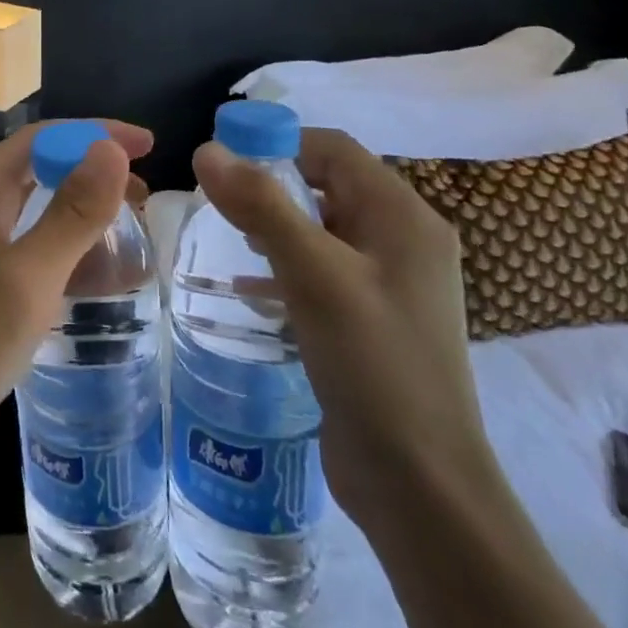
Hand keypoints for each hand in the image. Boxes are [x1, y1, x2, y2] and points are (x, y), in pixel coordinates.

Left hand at [0, 121, 153, 500]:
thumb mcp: (27, 278)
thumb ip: (72, 213)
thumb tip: (111, 148)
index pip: (41, 138)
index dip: (95, 133)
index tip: (148, 144)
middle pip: (39, 169)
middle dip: (92, 171)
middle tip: (146, 192)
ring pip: (37, 211)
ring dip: (83, 212)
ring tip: (134, 228)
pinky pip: (33, 251)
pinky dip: (68, 252)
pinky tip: (103, 275)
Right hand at [191, 128, 495, 531]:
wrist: (421, 485)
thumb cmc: (373, 363)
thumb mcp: (313, 274)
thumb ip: (261, 204)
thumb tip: (206, 149)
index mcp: (403, 217)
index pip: (333, 149)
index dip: (276, 142)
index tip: (223, 159)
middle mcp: (403, 240)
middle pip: (328, 184)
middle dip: (272, 185)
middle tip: (220, 201)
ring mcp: (390, 283)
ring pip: (322, 228)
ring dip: (276, 225)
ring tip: (231, 237)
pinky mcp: (373, 318)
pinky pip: (323, 270)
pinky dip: (286, 266)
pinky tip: (249, 287)